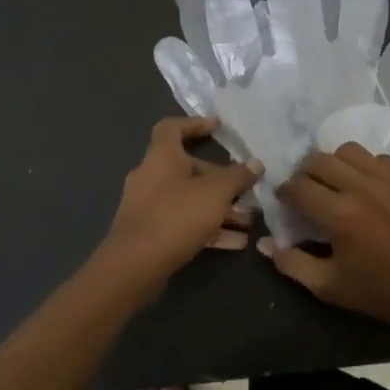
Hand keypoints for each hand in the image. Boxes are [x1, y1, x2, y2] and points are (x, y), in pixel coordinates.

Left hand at [96, 117, 261, 298]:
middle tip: (247, 190)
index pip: (173, 127)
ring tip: (249, 221)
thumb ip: (238, 177)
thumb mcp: (216, 193)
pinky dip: (208, 228)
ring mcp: (149, 206)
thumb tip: (256, 164)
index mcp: (161, 157)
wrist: (134, 266)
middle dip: (221, 180)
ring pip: (190, 200)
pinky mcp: (151, 233)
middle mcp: (151, 176)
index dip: (195, 124)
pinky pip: (184, 223)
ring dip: (220, 208)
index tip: (219, 128)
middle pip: (189, 168)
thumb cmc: (176, 216)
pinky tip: (236, 243)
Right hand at [260, 144, 389, 335]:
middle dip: (306, 173)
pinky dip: (365, 166)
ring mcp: (388, 177)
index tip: (286, 201)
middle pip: (319, 160)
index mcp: (338, 214)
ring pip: (348, 150)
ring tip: (337, 182)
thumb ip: (292, 264)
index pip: (298, 186)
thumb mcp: (330, 287)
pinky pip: (377, 157)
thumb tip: (265, 243)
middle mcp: (361, 186)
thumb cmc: (382, 291)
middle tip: (308, 191)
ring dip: (335, 163)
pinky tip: (368, 186)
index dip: (285, 191)